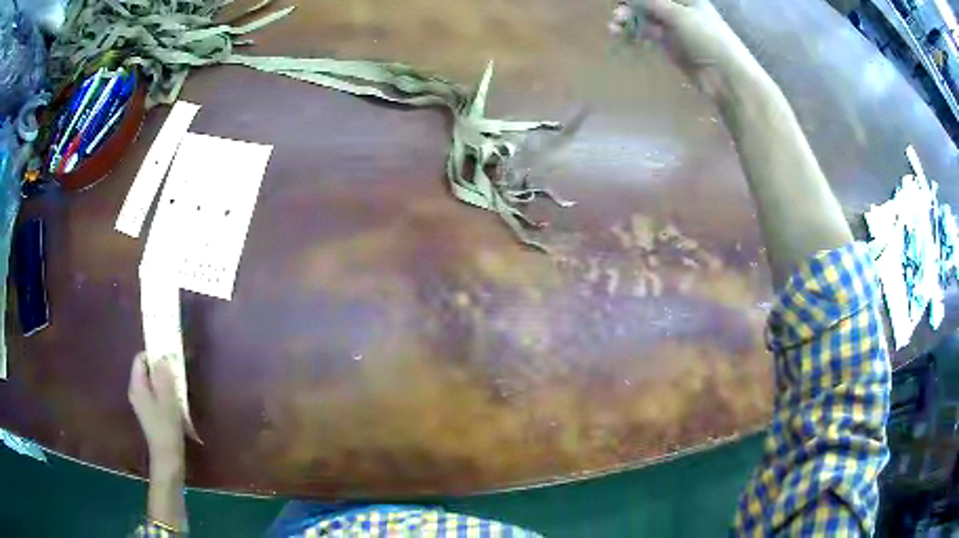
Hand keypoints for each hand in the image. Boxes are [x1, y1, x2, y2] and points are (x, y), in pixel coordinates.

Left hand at [128, 352, 185, 473]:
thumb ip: (164, 376)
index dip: (153, 355)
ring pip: (151, 383)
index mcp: (137, 386)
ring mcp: (141, 403)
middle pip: (146, 370)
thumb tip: (163, 357)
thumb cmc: (166, 427)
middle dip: (160, 369)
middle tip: (176, 374)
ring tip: (178, 389)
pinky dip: (164, 393)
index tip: (169, 359)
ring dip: (164, 382)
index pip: (140, 359)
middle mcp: (136, 391)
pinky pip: (154, 394)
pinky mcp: (149, 413)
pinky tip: (175, 403)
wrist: (167, 457)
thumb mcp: (167, 399)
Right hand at [608, 0, 758, 99]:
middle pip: (647, 3)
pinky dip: (635, 34)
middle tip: (617, 18)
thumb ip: (650, 2)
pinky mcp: (671, 45)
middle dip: (629, 7)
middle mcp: (679, 9)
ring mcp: (674, 27)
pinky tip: (624, 38)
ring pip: (644, 18)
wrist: (726, 78)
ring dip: (628, 21)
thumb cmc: (707, 38)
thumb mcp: (677, 14)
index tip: (620, 2)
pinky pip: (648, 34)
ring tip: (614, 30)